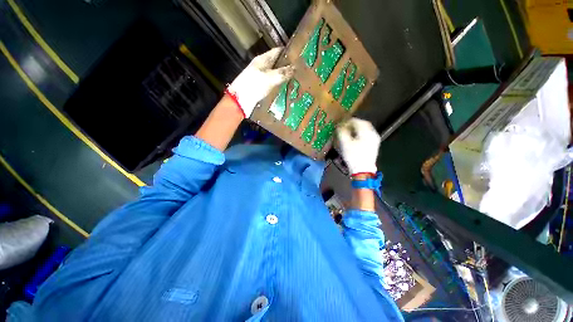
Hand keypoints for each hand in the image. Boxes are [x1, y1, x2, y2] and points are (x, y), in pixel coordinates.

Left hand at [228, 47, 294, 117]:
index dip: (288, 53)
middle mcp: (263, 67)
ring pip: (277, 75)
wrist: (240, 101)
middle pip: (278, 64)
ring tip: (297, 81)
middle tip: (301, 71)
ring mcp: (262, 78)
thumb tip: (295, 68)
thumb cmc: (253, 86)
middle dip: (288, 67)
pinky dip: (281, 86)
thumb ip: (282, 73)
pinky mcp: (262, 88)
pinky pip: (274, 85)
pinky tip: (288, 90)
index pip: (278, 51)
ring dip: (285, 78)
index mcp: (263, 60)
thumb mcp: (269, 78)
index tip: (300, 57)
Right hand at [336, 118, 380, 175]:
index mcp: (366, 132)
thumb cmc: (353, 156)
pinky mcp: (374, 145)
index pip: (357, 121)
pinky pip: (367, 135)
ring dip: (357, 129)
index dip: (347, 121)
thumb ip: (341, 132)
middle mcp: (373, 133)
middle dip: (353, 124)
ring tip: (348, 132)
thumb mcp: (345, 143)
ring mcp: (375, 139)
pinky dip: (360, 134)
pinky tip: (355, 138)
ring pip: (365, 129)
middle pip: (363, 124)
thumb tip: (339, 126)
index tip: (341, 124)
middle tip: (344, 127)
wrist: (363, 170)